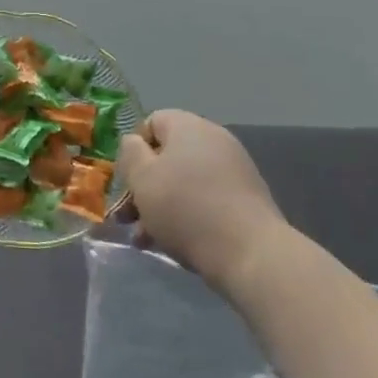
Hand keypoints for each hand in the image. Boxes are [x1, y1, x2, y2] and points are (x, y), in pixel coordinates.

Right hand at [118, 110, 287, 293]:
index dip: (134, 149)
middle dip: (144, 186)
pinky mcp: (246, 201)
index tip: (127, 179)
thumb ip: (130, 153)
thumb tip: (135, 143)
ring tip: (144, 239)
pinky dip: (187, 216)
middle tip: (128, 217)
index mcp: (188, 126)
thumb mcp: (142, 177)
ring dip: (160, 206)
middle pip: (168, 156)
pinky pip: (206, 200)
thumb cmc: (186, 208)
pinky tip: (171, 243)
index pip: (152, 122)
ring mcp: (234, 171)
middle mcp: (214, 141)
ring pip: (184, 182)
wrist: (251, 254)